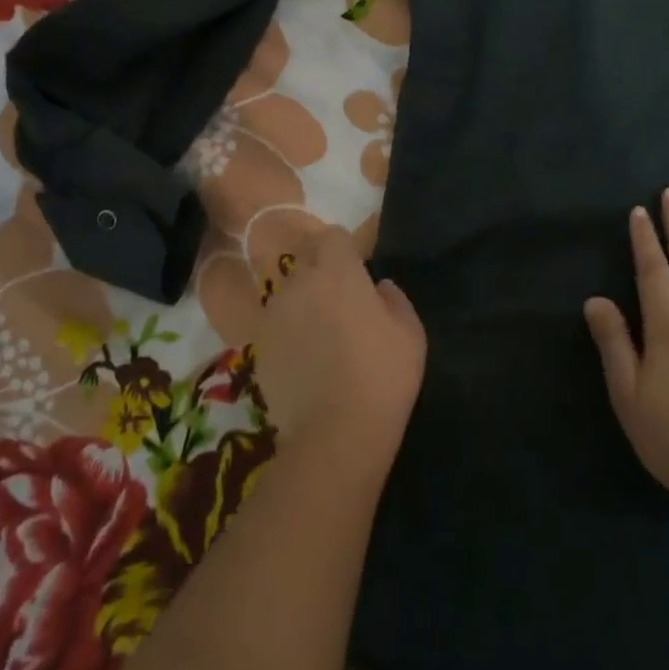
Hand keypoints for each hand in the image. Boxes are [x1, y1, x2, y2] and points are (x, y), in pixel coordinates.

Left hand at [254, 226, 425, 460]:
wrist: (335, 433)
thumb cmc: (383, 375)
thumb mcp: (411, 333)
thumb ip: (395, 299)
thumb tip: (379, 288)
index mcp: (337, 272)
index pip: (332, 236)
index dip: (345, 250)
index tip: (357, 270)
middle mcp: (298, 284)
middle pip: (305, 261)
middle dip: (321, 272)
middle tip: (341, 303)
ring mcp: (273, 316)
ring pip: (288, 294)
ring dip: (303, 303)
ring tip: (321, 336)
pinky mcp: (257, 347)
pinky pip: (276, 326)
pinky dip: (288, 334)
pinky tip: (305, 362)